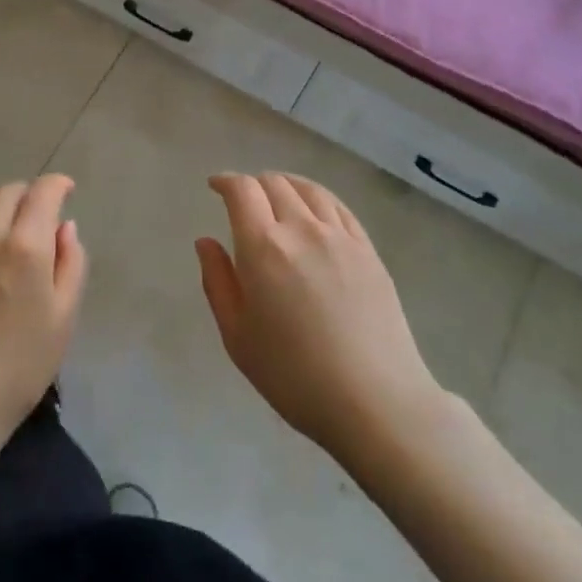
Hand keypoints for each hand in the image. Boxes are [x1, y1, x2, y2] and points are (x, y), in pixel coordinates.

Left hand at [0, 176, 86, 458]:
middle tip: (32, 223)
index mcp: (25, 247)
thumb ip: (71, 264)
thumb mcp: (63, 320)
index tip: (64, 192)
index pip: (43, 192)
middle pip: (8, 191)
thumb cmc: (16, 371)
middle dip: (27, 198)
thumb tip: (64, 226)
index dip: (57, 185)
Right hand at [197, 172, 438, 466]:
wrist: (375, 401)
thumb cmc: (294, 375)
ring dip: (285, 185)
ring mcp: (340, 236)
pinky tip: (314, 211)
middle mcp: (302, 228)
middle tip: (243, 200)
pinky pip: (338, 207)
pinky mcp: (368, 249)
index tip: (215, 186)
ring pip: (309, 190)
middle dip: (253, 184)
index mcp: (263, 246)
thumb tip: (206, 241)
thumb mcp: (238, 336)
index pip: (242, 190)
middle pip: (274, 183)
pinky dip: (317, 198)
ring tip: (277, 196)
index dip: (225, 181)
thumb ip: (217, 281)